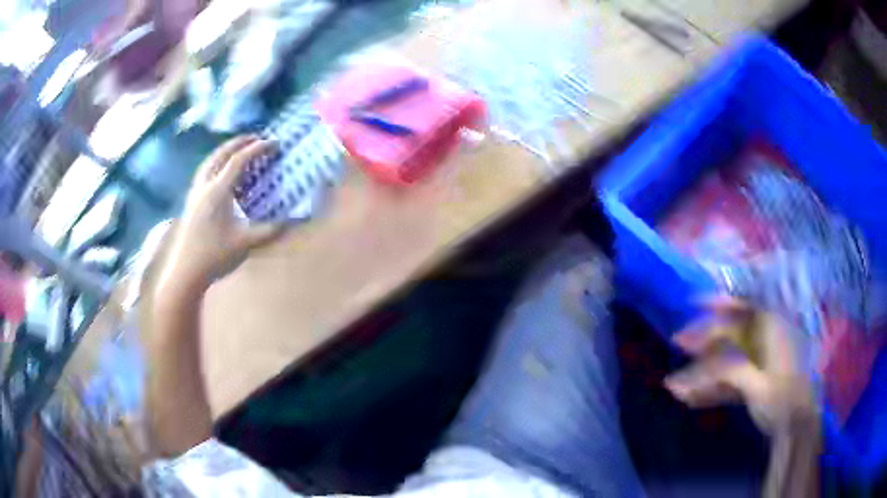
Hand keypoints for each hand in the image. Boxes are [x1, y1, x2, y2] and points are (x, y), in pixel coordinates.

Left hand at [159, 136, 284, 292]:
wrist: (186, 272)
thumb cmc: (215, 256)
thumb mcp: (246, 244)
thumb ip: (270, 230)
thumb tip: (293, 221)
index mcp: (217, 191)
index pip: (239, 160)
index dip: (257, 149)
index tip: (274, 143)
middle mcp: (204, 185)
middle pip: (221, 154)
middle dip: (239, 142)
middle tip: (257, 138)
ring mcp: (195, 193)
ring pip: (209, 161)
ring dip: (225, 150)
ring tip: (239, 149)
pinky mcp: (191, 201)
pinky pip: (204, 172)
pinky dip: (216, 163)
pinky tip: (221, 173)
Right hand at [664, 297, 817, 435]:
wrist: (794, 427)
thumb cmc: (781, 399)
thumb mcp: (755, 384)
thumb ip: (728, 371)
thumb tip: (698, 368)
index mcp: (772, 329)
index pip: (743, 305)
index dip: (719, 301)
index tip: (694, 302)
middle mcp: (765, 340)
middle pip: (731, 333)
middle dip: (704, 340)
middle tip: (678, 343)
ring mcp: (760, 362)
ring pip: (728, 358)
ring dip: (704, 371)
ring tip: (677, 386)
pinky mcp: (755, 382)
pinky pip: (731, 379)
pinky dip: (713, 388)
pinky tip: (692, 400)